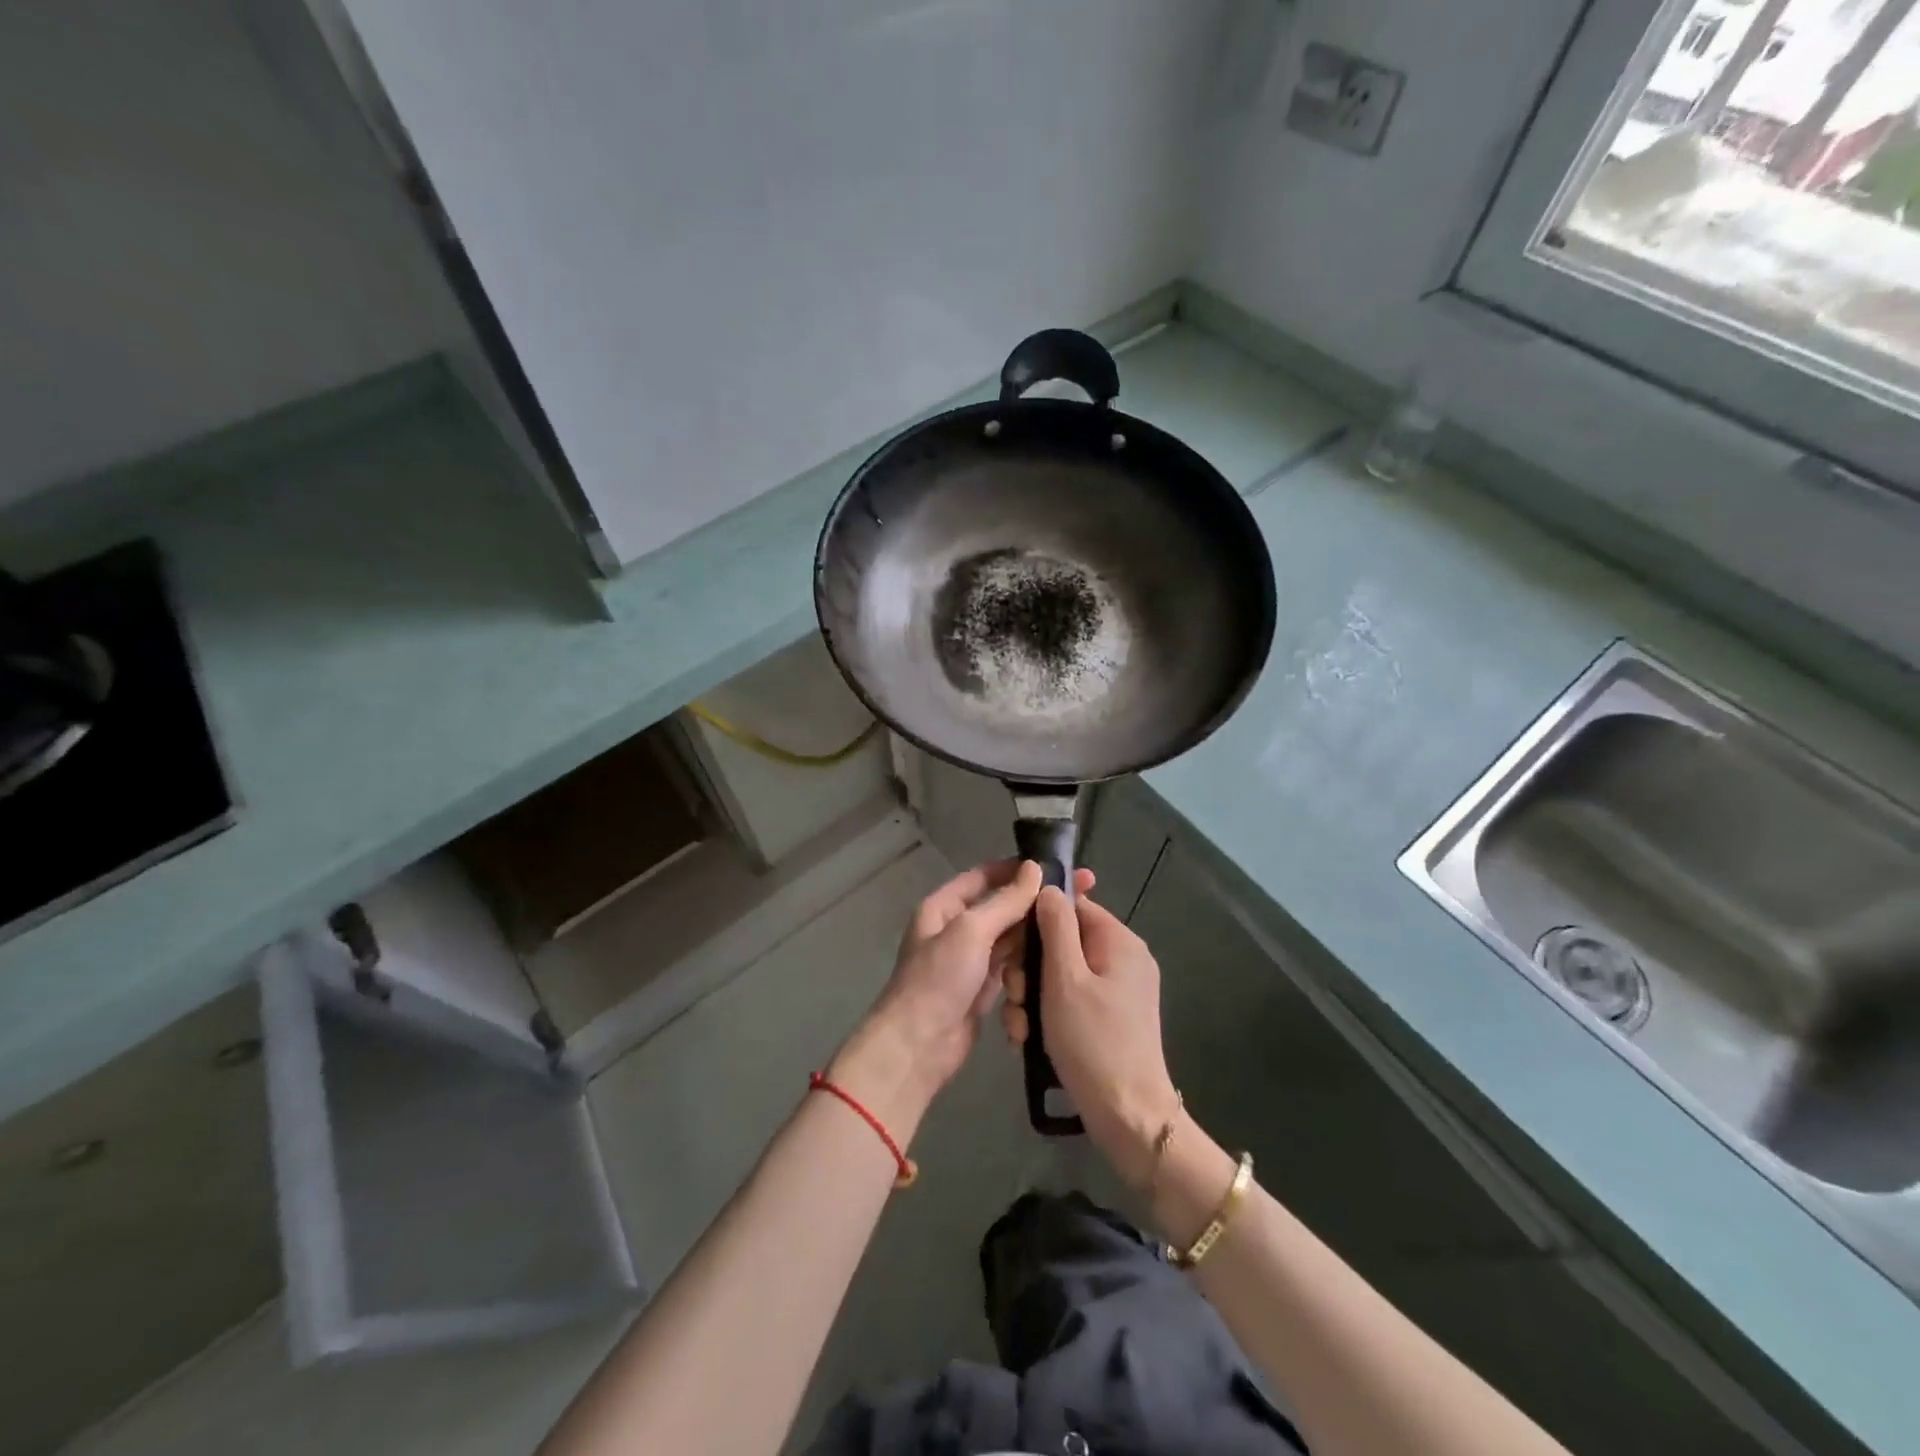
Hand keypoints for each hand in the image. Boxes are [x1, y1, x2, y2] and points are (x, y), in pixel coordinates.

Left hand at [831, 860, 1093, 1138]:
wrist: (918, 1046)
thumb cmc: (939, 979)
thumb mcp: (971, 931)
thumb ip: (1005, 901)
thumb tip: (1034, 869)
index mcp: (943, 906)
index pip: (985, 876)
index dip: (1019, 869)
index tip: (1057, 866)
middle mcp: (956, 928)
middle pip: (1002, 906)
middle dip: (1035, 902)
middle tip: (1080, 895)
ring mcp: (970, 959)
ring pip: (1010, 937)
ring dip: (1035, 934)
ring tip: (1074, 926)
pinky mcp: (983, 987)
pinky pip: (1012, 965)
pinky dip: (1028, 963)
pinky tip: (1056, 958)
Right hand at [1001, 886, 1179, 1185]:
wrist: (1128, 1116)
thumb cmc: (1093, 1040)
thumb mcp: (1065, 978)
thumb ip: (1056, 927)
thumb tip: (1049, 886)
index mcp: (1120, 941)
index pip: (1072, 906)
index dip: (1037, 922)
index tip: (1013, 950)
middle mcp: (1123, 959)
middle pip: (1064, 942)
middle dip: (1030, 968)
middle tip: (1016, 998)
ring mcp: (1119, 991)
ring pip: (1062, 975)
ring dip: (1033, 996)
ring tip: (1019, 1027)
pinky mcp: (1111, 1018)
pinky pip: (1072, 1000)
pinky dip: (1048, 1014)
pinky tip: (1028, 1039)